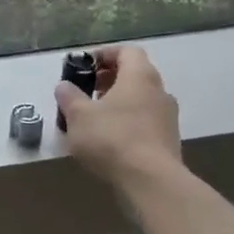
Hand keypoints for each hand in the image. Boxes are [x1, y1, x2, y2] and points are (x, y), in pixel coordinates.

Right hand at [56, 45, 183, 187]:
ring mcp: (167, 117)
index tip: (84, 65)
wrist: (151, 181)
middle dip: (108, 79)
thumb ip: (69, 96)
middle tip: (85, 90)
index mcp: (140, 76)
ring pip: (140, 99)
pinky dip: (127, 121)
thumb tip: (64, 86)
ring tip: (93, 117)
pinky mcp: (168, 140)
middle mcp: (159, 91)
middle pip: (134, 74)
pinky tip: (108, 139)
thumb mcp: (78, 116)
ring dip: (118, 102)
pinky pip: (144, 120)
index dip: (104, 54)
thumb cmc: (112, 138)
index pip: (127, 51)